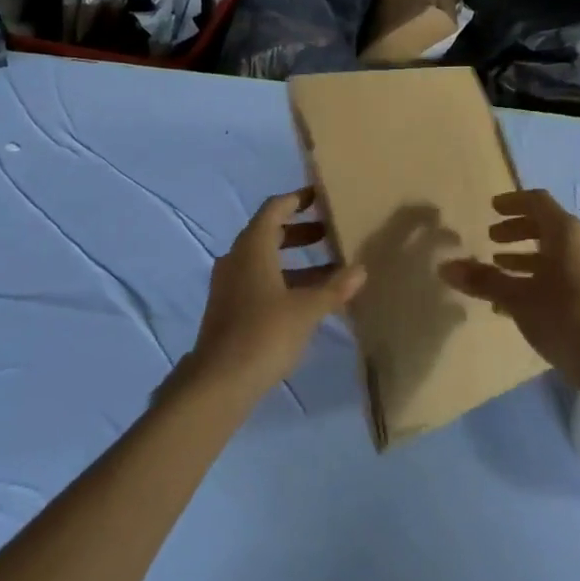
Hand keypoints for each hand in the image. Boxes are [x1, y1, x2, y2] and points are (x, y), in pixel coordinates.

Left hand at [188, 189, 365, 397]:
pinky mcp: (229, 309)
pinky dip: (283, 280)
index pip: (274, 209)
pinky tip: (307, 300)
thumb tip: (361, 269)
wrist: (219, 382)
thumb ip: (334, 288)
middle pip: (268, 233)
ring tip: (329, 269)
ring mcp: (229, 285)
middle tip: (329, 233)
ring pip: (264, 260)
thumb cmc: (265, 333)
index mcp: (252, 247)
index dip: (297, 199)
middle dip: (299, 231)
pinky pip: (259, 281)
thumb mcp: (307, 309)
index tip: (320, 197)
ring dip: (294, 260)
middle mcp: (237, 259)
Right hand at [441, 189, 579, 385]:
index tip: (491, 208)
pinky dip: (538, 273)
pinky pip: (562, 270)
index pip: (537, 201)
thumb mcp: (518, 298)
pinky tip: (518, 297)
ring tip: (499, 266)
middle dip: (516, 228)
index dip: (512, 202)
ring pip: (554, 250)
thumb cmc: (564, 317)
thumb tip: (445, 267)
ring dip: (525, 253)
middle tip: (491, 238)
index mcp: (566, 233)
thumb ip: (483, 280)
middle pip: (546, 224)